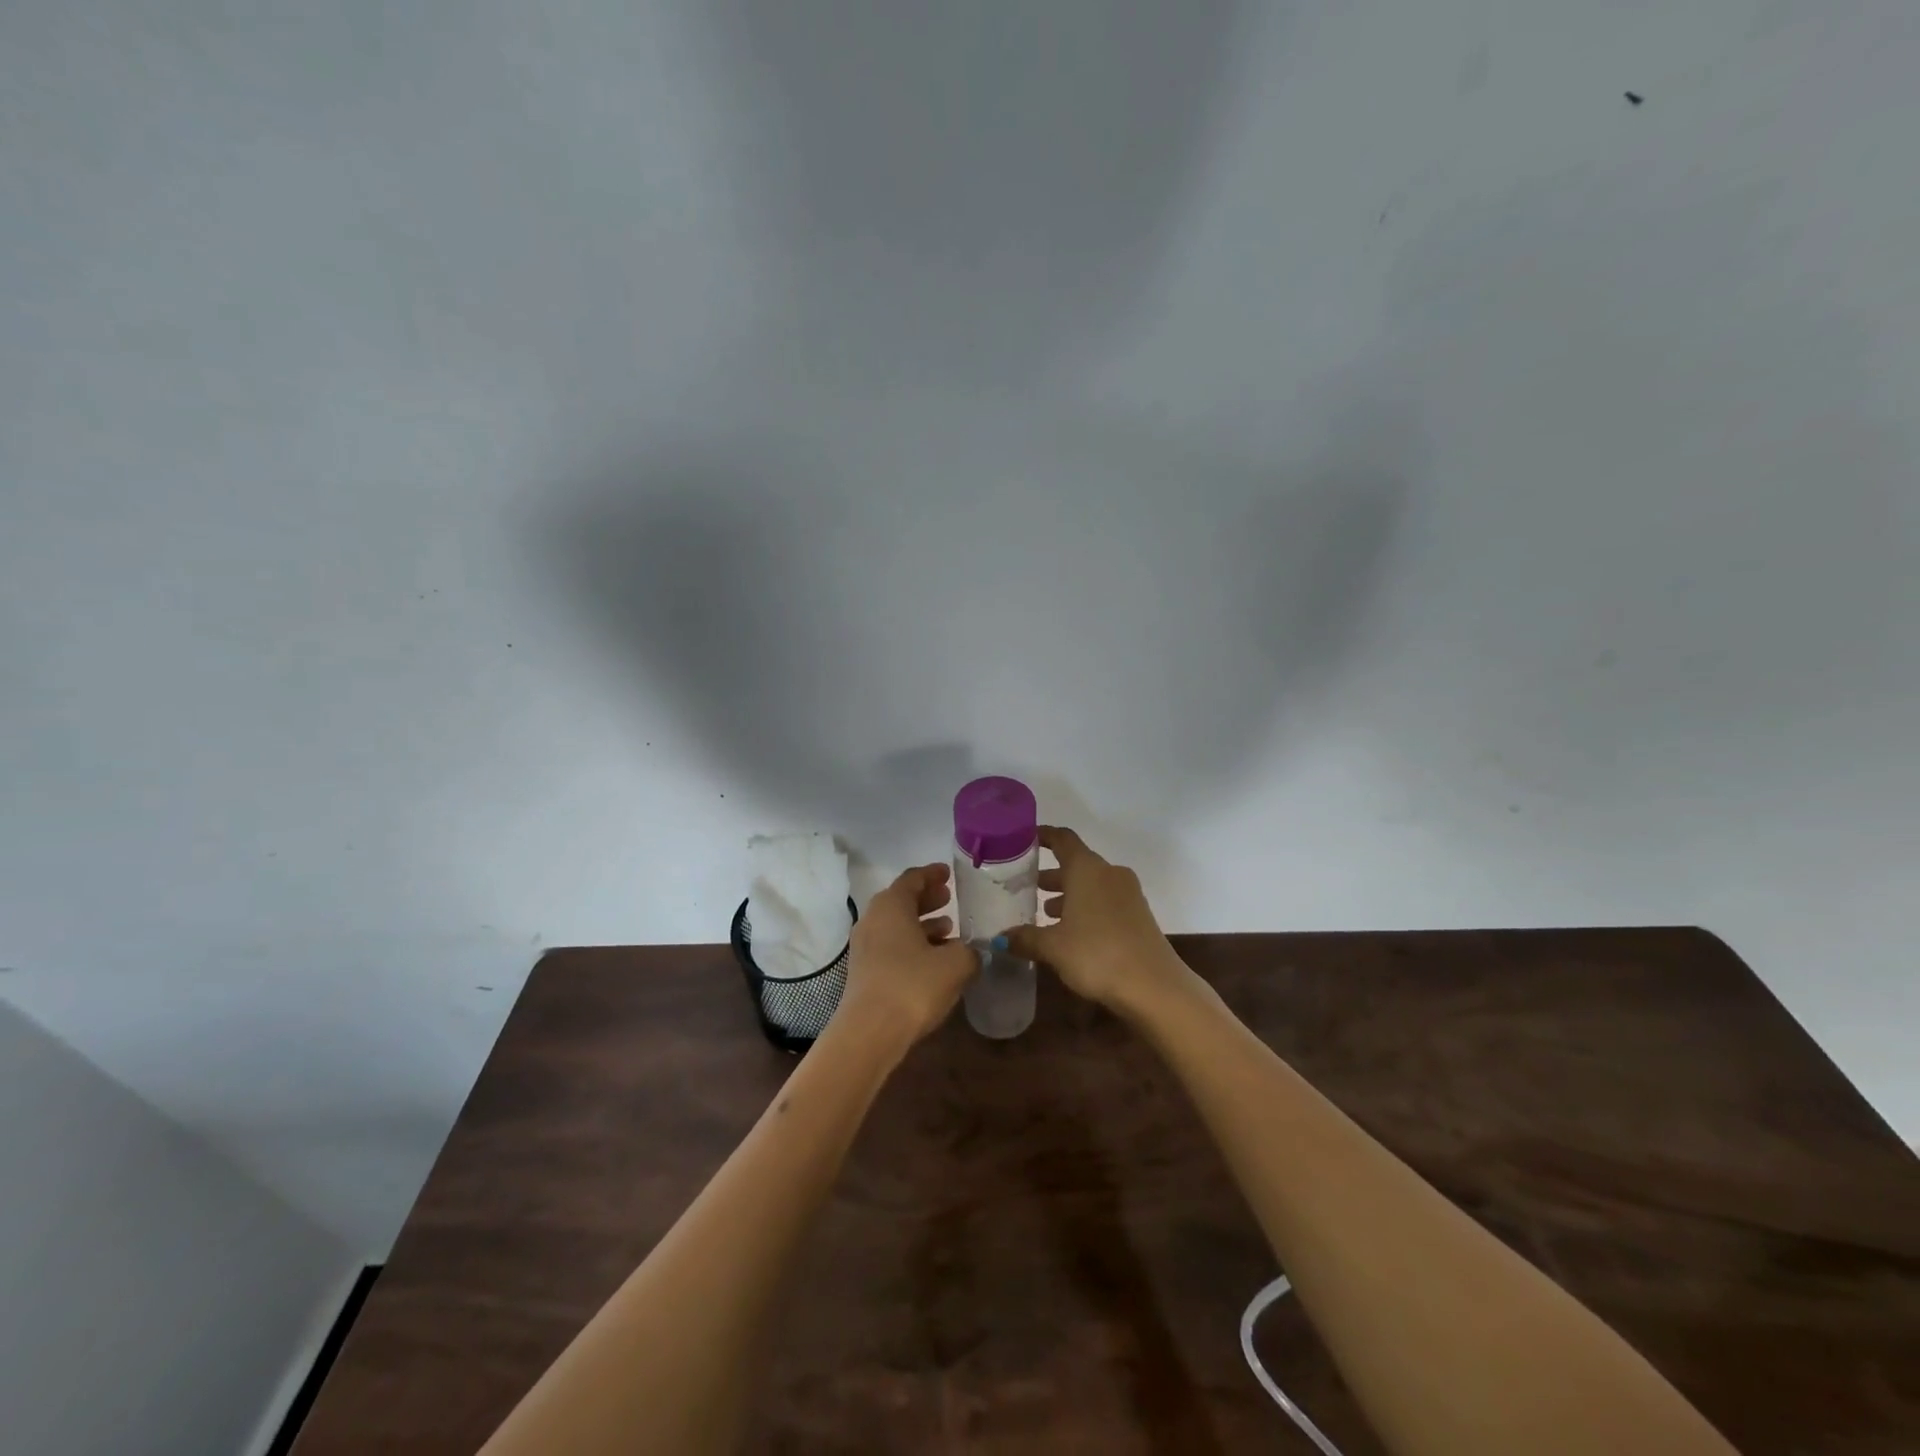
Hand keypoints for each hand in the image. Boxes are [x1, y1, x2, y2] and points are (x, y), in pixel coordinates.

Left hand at [837, 863, 976, 1053]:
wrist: (870, 1032)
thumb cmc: (913, 985)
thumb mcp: (955, 964)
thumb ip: (971, 951)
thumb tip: (975, 951)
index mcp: (891, 906)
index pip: (912, 879)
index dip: (932, 874)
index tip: (948, 873)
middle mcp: (873, 919)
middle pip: (902, 901)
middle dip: (927, 898)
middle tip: (950, 898)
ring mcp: (865, 947)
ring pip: (897, 926)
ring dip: (922, 925)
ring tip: (949, 930)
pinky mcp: (865, 972)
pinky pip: (892, 946)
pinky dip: (913, 945)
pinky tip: (935, 960)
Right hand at [1004, 826, 1192, 1018]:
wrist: (1154, 986)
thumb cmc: (1097, 954)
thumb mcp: (1053, 947)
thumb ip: (1025, 938)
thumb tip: (999, 938)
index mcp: (1087, 869)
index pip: (1063, 839)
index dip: (1044, 836)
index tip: (1025, 838)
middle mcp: (1109, 873)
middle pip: (1077, 864)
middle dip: (1052, 873)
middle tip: (1026, 885)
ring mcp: (1128, 894)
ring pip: (1092, 884)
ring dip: (1069, 894)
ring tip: (1044, 911)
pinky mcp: (1138, 915)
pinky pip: (1105, 901)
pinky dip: (1086, 907)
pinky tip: (1071, 931)